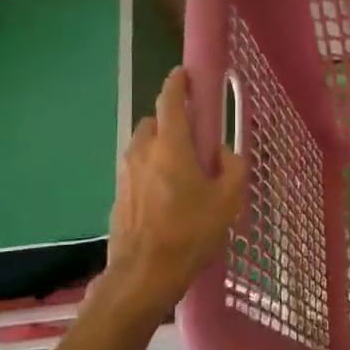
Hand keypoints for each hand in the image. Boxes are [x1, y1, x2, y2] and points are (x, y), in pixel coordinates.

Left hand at [100, 67, 246, 320]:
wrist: (143, 275)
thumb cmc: (190, 232)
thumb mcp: (228, 200)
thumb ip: (231, 167)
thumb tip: (224, 153)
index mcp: (171, 145)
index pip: (170, 101)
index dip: (178, 83)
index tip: (185, 74)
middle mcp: (142, 151)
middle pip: (155, 122)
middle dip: (172, 122)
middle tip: (195, 138)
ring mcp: (126, 173)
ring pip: (144, 146)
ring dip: (161, 147)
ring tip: (183, 171)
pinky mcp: (118, 194)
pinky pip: (138, 169)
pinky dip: (152, 170)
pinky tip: (168, 196)